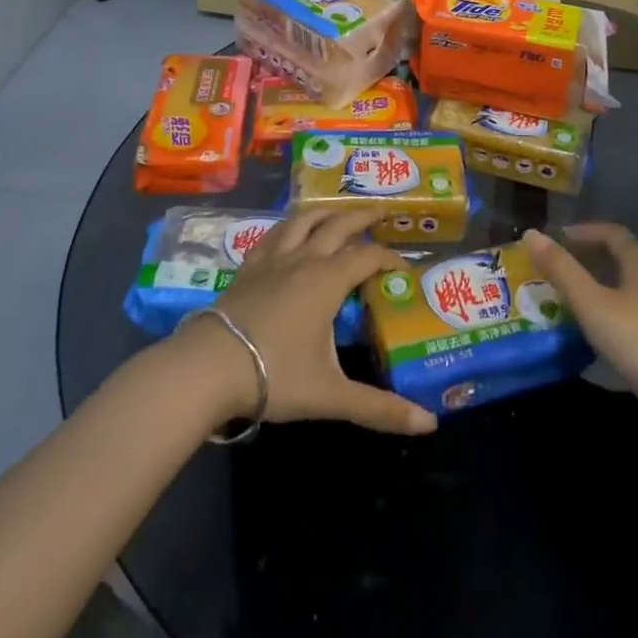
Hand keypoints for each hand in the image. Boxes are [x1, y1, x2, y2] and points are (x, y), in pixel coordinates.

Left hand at [186, 206, 437, 435]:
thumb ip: (379, 408)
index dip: (390, 258)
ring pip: (303, 221)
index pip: (369, 257)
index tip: (404, 267)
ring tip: (337, 212)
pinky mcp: (248, 267)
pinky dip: (289, 226)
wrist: (208, 368)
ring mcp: (273, 259)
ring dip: (325, 213)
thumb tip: (429, 424)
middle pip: (338, 225)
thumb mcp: (331, 395)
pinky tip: (289, 232)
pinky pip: (273, 234)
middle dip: (362, 217)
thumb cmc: (275, 375)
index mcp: (328, 280)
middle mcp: (304, 259)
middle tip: (381, 213)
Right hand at [523, 224, 637, 423]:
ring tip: (570, 304)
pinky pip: (635, 318)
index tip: (558, 238)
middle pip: (622, 260)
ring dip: (600, 290)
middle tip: (558, 270)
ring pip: (628, 291)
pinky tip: (597, 339)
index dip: (584, 231)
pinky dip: (612, 317)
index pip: (612, 233)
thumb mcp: (592, 304)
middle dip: (590, 260)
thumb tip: (531, 233)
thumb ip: (562, 270)